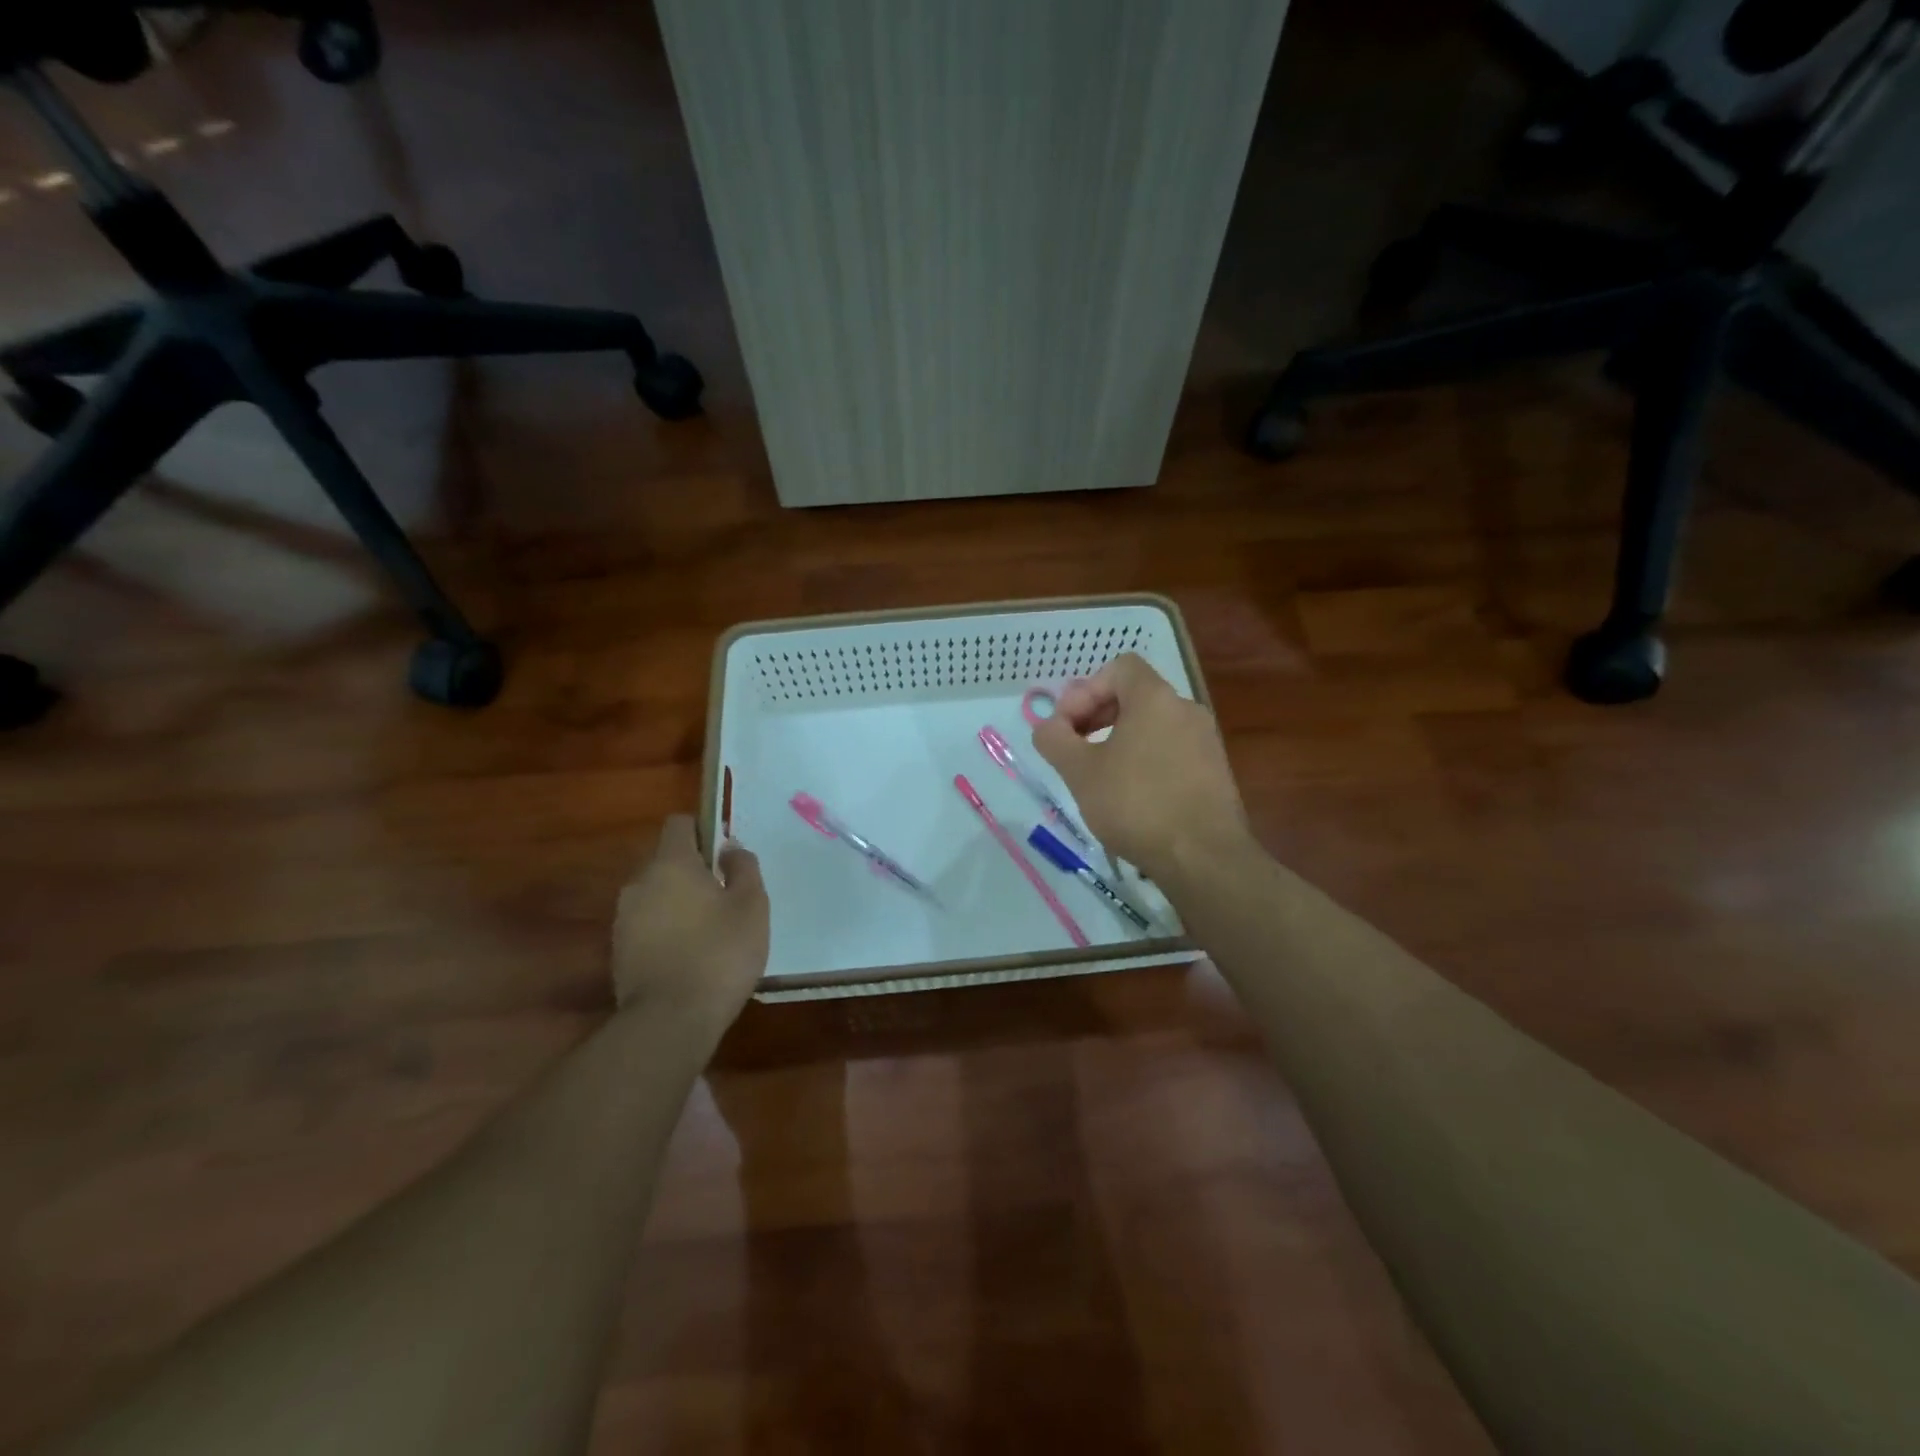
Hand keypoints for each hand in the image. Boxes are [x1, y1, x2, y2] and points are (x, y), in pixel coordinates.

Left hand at [612, 815, 768, 1030]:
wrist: (670, 1020)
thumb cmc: (720, 953)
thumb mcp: (751, 905)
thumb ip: (743, 867)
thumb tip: (730, 848)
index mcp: (671, 863)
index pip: (679, 823)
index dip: (704, 830)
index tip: (725, 855)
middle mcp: (639, 882)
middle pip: (666, 860)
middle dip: (693, 870)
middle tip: (725, 896)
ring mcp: (624, 918)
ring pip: (656, 894)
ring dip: (679, 902)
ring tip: (709, 930)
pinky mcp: (619, 951)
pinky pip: (647, 924)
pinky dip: (666, 930)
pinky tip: (690, 955)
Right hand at [1031, 653, 1248, 879]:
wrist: (1203, 857)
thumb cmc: (1136, 805)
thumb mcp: (1080, 772)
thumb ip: (1055, 740)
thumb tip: (1048, 727)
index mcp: (1155, 699)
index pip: (1120, 667)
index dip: (1086, 689)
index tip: (1068, 726)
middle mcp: (1186, 709)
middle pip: (1136, 695)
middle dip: (1098, 714)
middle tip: (1075, 748)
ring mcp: (1206, 741)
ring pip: (1154, 725)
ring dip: (1120, 739)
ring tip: (1099, 775)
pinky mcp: (1215, 771)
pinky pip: (1172, 750)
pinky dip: (1146, 759)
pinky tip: (1132, 796)